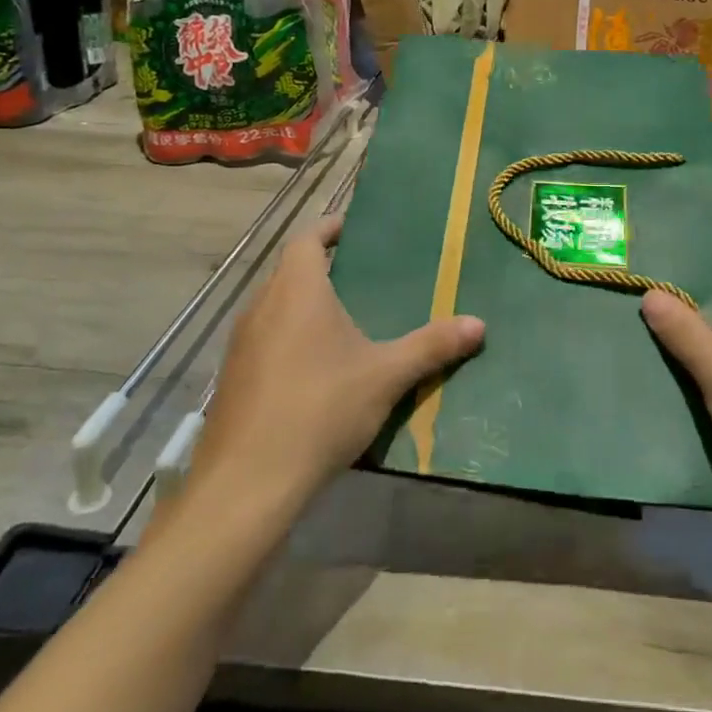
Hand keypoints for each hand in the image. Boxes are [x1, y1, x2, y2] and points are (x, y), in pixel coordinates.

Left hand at [189, 216, 484, 512]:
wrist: (246, 483)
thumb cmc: (320, 409)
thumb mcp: (385, 376)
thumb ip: (431, 346)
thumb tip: (479, 324)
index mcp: (296, 290)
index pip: (307, 238)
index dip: (329, 228)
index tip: (354, 228)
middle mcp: (262, 305)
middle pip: (290, 271)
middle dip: (322, 268)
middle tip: (362, 276)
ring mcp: (241, 344)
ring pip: (275, 306)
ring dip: (304, 305)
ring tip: (344, 320)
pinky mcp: (232, 378)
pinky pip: (265, 340)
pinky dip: (289, 338)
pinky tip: (315, 369)